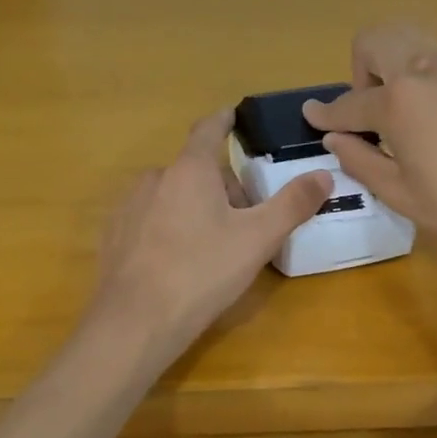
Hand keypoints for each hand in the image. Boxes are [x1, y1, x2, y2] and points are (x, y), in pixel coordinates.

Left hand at [90, 110, 331, 353]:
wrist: (134, 322)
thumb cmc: (202, 272)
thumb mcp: (257, 239)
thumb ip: (292, 204)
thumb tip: (323, 175)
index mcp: (189, 170)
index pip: (208, 130)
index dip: (223, 120)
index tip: (232, 115)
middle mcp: (154, 178)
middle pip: (195, 171)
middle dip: (220, 187)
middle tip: (245, 220)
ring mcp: (128, 207)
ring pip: (171, 197)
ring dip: (193, 208)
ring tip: (212, 247)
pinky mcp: (113, 237)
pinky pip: (149, 221)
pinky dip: (167, 230)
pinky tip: (177, 263)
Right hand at [302, 24, 436, 277]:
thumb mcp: (398, 193)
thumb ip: (359, 158)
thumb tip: (335, 136)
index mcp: (400, 101)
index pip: (350, 102)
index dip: (325, 113)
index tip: (312, 114)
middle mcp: (431, 67)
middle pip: (378, 39)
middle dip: (362, 69)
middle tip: (373, 110)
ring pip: (417, 42)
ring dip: (400, 67)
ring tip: (412, 112)